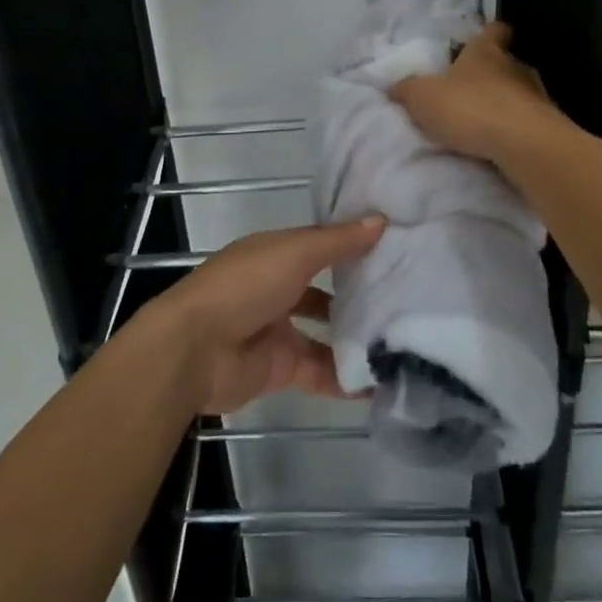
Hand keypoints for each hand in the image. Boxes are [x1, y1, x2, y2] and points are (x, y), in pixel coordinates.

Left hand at [147, 216, 386, 413]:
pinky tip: (381, 380)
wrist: (195, 349)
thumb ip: (337, 242)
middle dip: (357, 294)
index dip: (352, 244)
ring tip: (403, 339)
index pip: (320, 245)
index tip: (395, 246)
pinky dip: (346, 378)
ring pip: (325, 333)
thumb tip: (381, 220)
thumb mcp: (294, 253)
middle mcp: (276, 288)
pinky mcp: (280, 369)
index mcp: (275, 254)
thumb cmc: (244, 286)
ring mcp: (278, 330)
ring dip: (355, 337)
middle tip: (406, 297)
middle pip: (324, 289)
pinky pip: (320, 372)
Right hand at [390, 21, 562, 162]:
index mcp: (486, 51)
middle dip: (490, 74)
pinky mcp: (548, 124)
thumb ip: (407, 90)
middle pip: (505, 62)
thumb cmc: (471, 108)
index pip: (493, 30)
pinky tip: (500, 143)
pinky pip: (528, 120)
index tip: (476, 42)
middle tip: (468, 91)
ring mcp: (537, 94)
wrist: (524, 144)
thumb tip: (393, 86)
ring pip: (519, 92)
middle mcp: (515, 65)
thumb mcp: (423, 98)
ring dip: (504, 103)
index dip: (486, 34)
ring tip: (483, 122)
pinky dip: (515, 128)